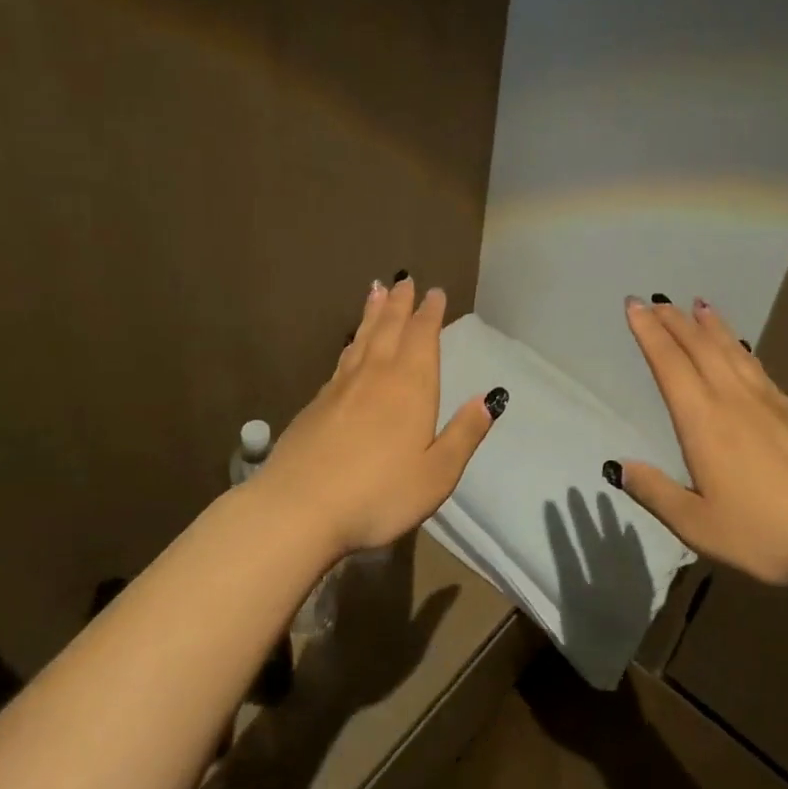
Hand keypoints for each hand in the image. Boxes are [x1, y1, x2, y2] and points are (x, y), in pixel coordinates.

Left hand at [255, 277, 501, 555]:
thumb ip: (464, 434)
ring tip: (376, 292)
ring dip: (372, 314)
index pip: (423, 338)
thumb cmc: (379, 493)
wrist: (298, 508)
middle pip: (389, 329)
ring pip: (361, 340)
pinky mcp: (315, 405)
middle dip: (400, 303)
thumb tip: (489, 399)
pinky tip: (350, 347)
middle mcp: (376, 376)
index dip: (430, 314)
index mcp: (411, 387)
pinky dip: (350, 344)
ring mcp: (341, 388)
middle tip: (404, 280)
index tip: (434, 292)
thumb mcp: (437, 473)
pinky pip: (341, 361)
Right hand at [610, 296, 787, 586]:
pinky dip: (740, 347)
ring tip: (697, 306)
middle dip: (674, 321)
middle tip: (656, 300)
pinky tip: (741, 348)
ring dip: (710, 326)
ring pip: (732, 350)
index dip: (648, 333)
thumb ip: (656, 493)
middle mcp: (733, 399)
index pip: (668, 364)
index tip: (634, 305)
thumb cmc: (767, 534)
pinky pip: (756, 366)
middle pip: (699, 347)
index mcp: (703, 421)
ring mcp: (768, 403)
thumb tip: (618, 466)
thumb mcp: (699, 526)